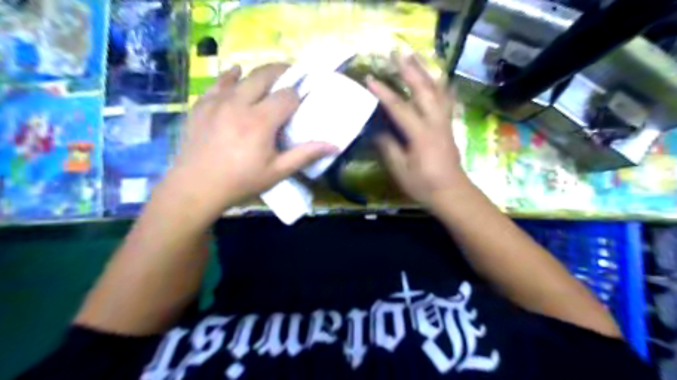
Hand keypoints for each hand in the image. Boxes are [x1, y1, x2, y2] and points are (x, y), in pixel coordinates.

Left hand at [165, 64, 338, 220]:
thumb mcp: (277, 171)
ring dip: (260, 74)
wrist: (197, 187)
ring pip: (243, 75)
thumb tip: (334, 146)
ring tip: (269, 79)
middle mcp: (240, 104)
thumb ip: (305, 155)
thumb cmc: (241, 181)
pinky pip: (219, 82)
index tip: (302, 100)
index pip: (287, 96)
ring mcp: (218, 101)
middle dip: (282, 73)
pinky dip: (230, 76)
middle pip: (265, 75)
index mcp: (261, 121)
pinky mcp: (202, 104)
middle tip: (291, 78)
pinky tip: (236, 74)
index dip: (298, 95)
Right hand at [368, 53, 468, 204]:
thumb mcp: (400, 170)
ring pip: (437, 90)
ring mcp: (445, 122)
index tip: (370, 79)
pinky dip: (441, 86)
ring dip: (425, 72)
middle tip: (398, 53)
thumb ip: (388, 147)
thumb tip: (376, 130)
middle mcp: (435, 123)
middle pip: (423, 90)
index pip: (399, 108)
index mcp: (421, 135)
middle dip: (409, 70)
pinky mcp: (448, 125)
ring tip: (415, 58)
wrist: (452, 193)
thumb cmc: (423, 185)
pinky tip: (438, 79)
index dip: (384, 93)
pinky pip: (446, 100)